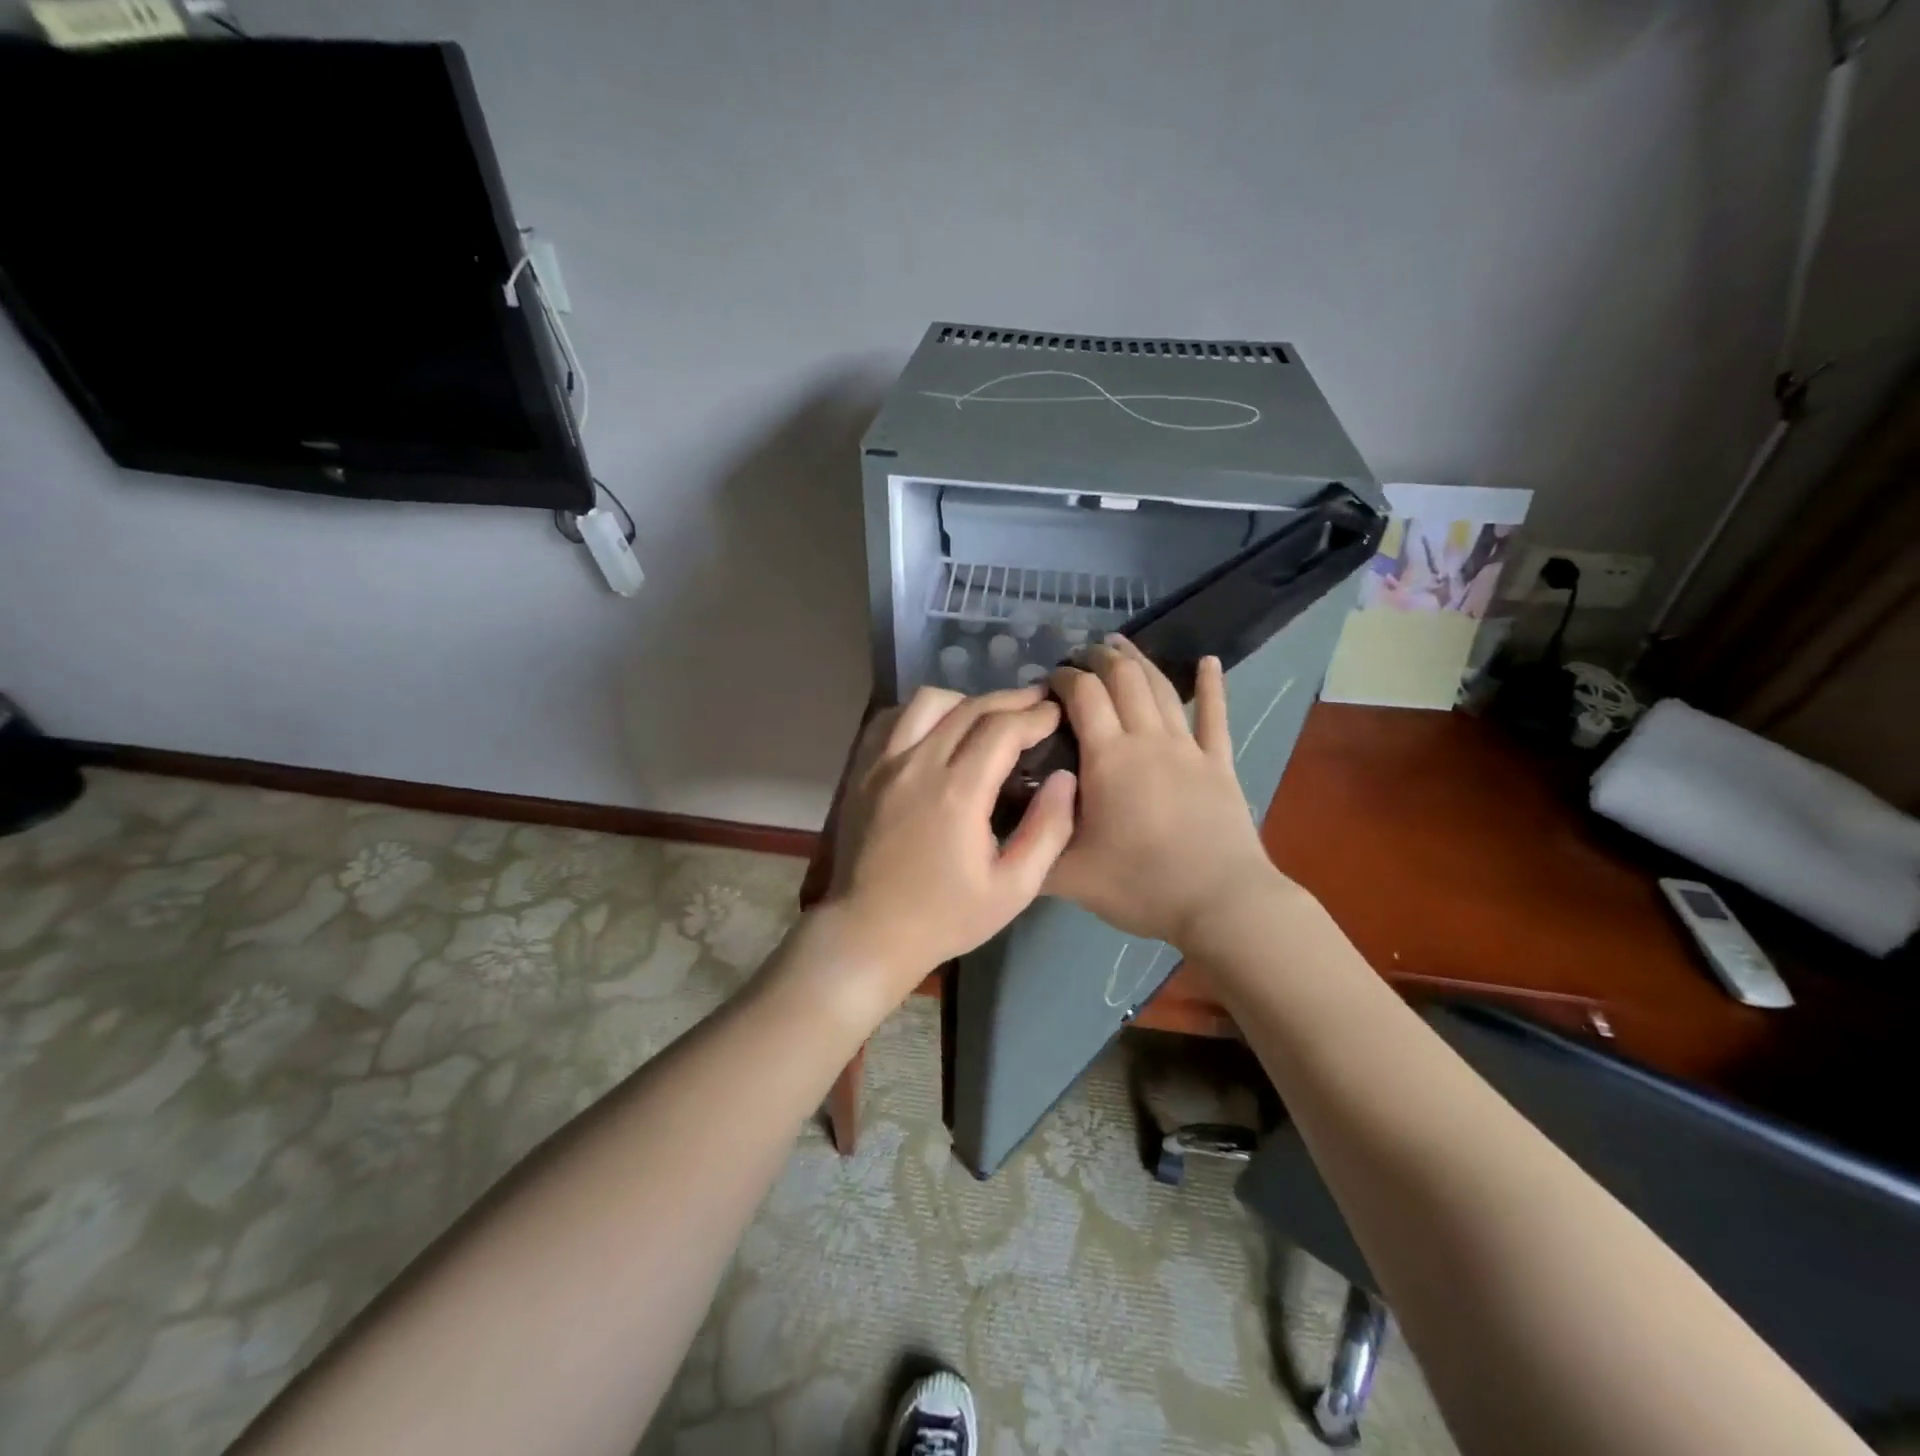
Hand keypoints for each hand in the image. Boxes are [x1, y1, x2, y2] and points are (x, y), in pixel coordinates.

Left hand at [820, 685, 1076, 1015]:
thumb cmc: (946, 917)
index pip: (1003, 729)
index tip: (1057, 714)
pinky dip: (922, 713)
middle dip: (1010, 700)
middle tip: (1038, 701)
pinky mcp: (863, 771)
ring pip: (928, 702)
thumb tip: (1065, 779)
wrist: (868, 933)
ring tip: (989, 715)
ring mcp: (884, 764)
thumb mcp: (1014, 889)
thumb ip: (1048, 831)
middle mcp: (918, 765)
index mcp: (958, 793)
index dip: (1035, 716)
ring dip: (966, 700)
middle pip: (970, 708)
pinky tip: (939, 728)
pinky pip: (893, 719)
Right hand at [1044, 638, 1288, 948]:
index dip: (1062, 677)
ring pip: (1161, 688)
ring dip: (1139, 661)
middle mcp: (1147, 739)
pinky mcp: (1220, 764)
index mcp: (1108, 757)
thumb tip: (996, 831)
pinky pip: (1215, 716)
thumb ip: (1030, 847)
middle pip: (1123, 679)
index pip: (1082, 695)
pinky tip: (1209, 662)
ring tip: (1120, 645)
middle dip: (1098, 659)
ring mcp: (1189, 748)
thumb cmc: (1140, 885)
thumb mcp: (1067, 876)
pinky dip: (1212, 686)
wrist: (1220, 904)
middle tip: (1079, 655)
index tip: (1046, 680)